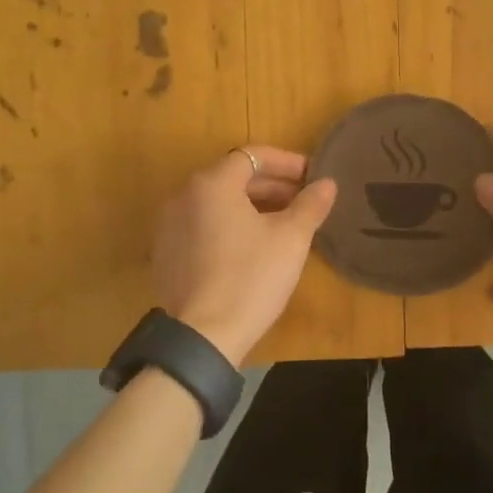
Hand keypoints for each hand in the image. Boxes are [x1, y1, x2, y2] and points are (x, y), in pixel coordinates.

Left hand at [151, 146, 337, 365]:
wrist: (204, 336)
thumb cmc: (252, 277)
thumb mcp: (291, 238)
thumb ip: (310, 204)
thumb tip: (327, 183)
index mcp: (211, 184)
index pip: (253, 156)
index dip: (287, 162)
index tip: (313, 177)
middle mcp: (182, 197)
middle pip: (232, 178)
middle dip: (271, 185)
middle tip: (303, 200)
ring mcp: (168, 227)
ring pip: (216, 204)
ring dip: (251, 206)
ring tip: (282, 223)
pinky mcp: (165, 255)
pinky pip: (202, 227)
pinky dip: (228, 227)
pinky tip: (252, 248)